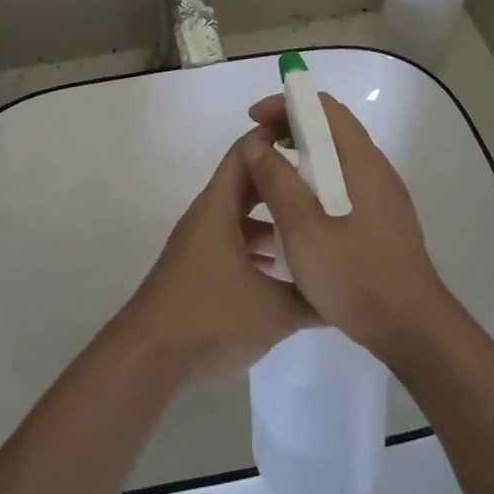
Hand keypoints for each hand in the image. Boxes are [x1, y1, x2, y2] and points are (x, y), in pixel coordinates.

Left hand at [115, 130, 313, 386]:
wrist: (149, 356)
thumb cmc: (210, 316)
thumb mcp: (274, 311)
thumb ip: (312, 298)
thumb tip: (344, 289)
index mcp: (219, 206)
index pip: (247, 152)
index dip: (276, 138)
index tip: (311, 137)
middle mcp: (208, 215)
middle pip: (246, 182)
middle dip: (281, 179)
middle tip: (322, 181)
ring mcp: (200, 242)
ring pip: (239, 215)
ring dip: (270, 216)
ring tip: (309, 224)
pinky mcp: (197, 268)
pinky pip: (232, 241)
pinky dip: (256, 245)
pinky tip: (280, 271)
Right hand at [240, 94, 456, 366]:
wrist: (413, 329)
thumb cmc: (355, 275)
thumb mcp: (303, 229)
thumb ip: (277, 181)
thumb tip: (256, 145)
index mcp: (361, 161)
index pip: (324, 107)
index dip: (286, 104)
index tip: (254, 120)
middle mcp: (376, 169)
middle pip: (332, 128)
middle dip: (291, 128)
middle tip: (257, 149)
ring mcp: (384, 195)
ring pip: (338, 158)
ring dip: (303, 157)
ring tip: (270, 179)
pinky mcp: (384, 219)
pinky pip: (345, 183)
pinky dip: (317, 181)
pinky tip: (299, 213)